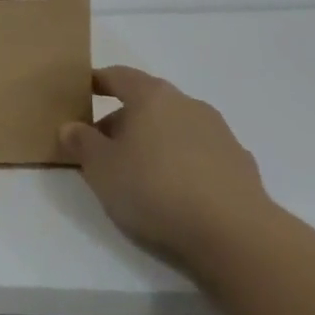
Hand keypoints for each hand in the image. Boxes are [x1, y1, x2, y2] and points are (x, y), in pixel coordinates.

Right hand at [59, 65, 274, 273]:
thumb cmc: (156, 189)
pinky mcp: (242, 168)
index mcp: (152, 96)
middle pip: (148, 103)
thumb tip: (71, 127)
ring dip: (154, 143)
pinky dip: (183, 165)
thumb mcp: (100, 167)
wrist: (237, 238)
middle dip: (123, 120)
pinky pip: (200, 156)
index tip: (81, 92)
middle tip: (102, 146)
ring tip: (138, 174)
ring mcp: (221, 136)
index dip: (97, 82)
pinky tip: (175, 193)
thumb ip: (81, 142)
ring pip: (176, 129)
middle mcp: (189, 105)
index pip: (118, 76)